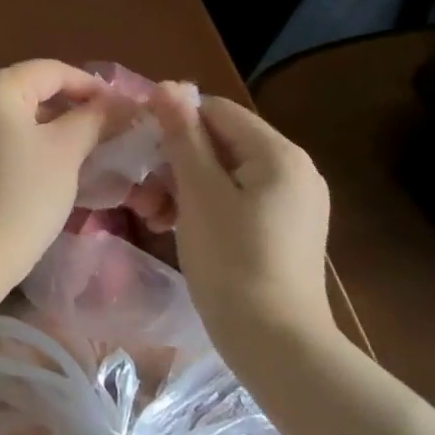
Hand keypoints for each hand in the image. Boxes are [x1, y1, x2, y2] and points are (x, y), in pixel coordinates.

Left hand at [0, 60, 117, 291]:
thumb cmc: (21, 194)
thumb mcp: (66, 152)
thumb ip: (95, 120)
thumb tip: (123, 104)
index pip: (54, 70)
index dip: (93, 86)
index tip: (128, 109)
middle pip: (37, 90)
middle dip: (78, 107)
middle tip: (116, 130)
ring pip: (25, 117)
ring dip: (61, 128)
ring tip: (97, 149)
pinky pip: (10, 139)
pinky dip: (39, 145)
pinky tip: (64, 168)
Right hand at [150, 85, 336, 347]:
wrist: (279, 349)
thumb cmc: (232, 262)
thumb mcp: (198, 192)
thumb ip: (182, 135)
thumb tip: (167, 85)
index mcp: (278, 153)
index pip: (214, 110)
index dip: (173, 122)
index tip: (140, 151)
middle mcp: (294, 168)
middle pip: (220, 140)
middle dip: (176, 160)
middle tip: (143, 192)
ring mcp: (293, 200)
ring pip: (225, 171)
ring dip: (184, 184)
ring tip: (154, 214)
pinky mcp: (286, 228)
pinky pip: (238, 197)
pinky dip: (206, 204)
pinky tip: (177, 226)